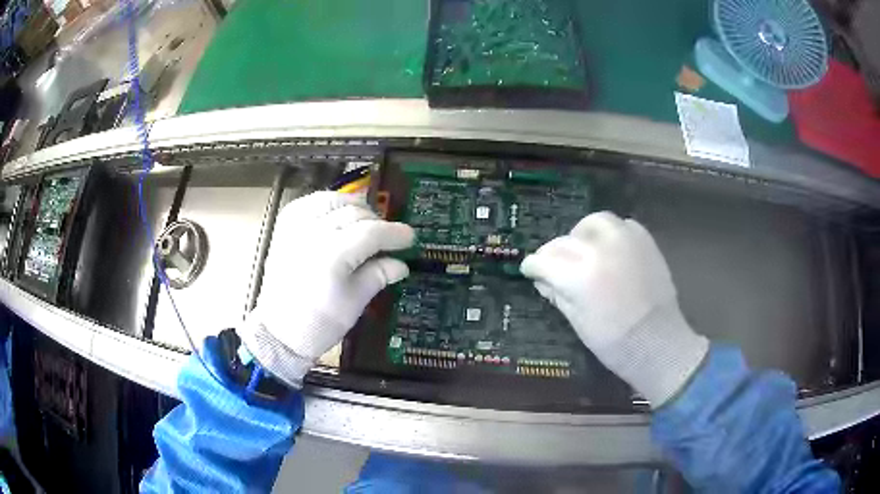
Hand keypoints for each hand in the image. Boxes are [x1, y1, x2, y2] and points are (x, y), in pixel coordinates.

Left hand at [239, 192, 414, 387]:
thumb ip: (378, 275)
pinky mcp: (284, 228)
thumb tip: (401, 264)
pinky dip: (327, 203)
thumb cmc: (319, 324)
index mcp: (333, 255)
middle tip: (389, 238)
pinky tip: (337, 214)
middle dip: (377, 222)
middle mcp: (313, 233)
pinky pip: (309, 202)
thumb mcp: (355, 303)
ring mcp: (295, 227)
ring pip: (332, 200)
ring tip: (365, 222)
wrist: (279, 332)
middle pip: (354, 213)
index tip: (410, 238)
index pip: (371, 232)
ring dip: (354, 207)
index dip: (394, 233)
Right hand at [520, 212, 707, 406]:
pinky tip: (609, 248)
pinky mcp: (645, 241)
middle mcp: (600, 251)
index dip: (532, 265)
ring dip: (582, 234)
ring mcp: (626, 242)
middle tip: (553, 265)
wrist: (658, 342)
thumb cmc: (614, 343)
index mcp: (580, 276)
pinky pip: (622, 225)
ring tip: (583, 249)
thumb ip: (558, 295)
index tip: (529, 269)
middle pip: (565, 241)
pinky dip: (610, 233)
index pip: (545, 261)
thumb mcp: (578, 322)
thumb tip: (543, 280)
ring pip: (594, 222)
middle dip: (553, 253)